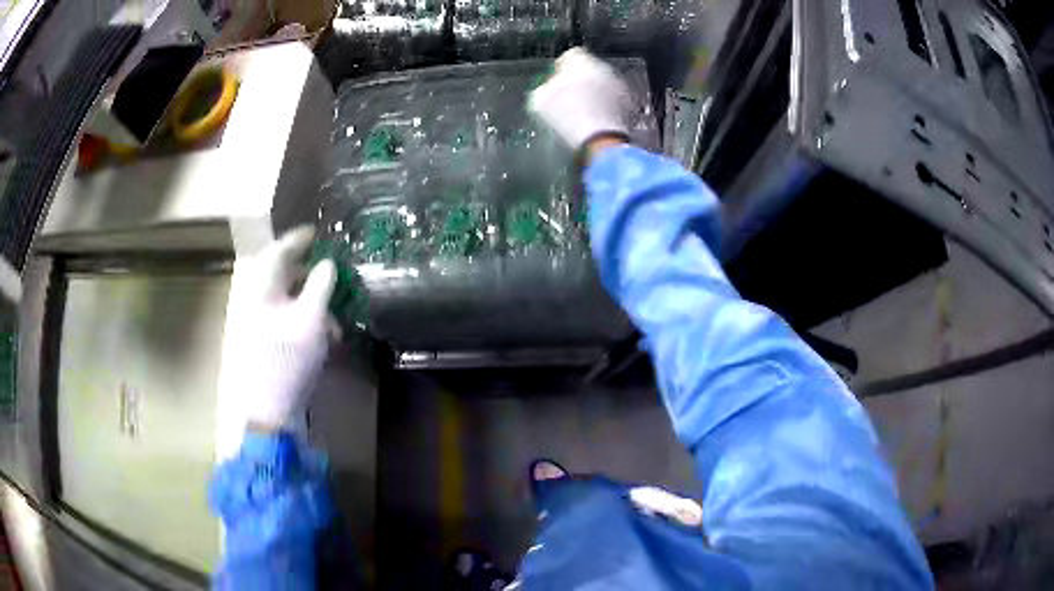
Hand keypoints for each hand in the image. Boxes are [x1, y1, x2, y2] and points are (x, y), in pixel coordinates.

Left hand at [218, 226, 335, 444]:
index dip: (298, 239)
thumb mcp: (311, 320)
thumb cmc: (287, 361)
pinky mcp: (259, 341)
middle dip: (308, 275)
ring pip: (283, 299)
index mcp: (261, 288)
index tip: (316, 232)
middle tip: (330, 277)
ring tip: (332, 320)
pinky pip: (282, 319)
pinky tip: (320, 338)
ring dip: (309, 303)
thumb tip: (328, 263)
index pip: (278, 251)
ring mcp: (254, 322)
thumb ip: (321, 286)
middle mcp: (253, 299)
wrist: (266, 410)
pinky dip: (302, 321)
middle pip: (281, 275)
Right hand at [528, 47, 634, 151]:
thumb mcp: (539, 101)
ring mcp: (620, 85)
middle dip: (581, 80)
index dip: (562, 68)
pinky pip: (614, 100)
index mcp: (580, 61)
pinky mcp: (630, 104)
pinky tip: (597, 121)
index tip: (557, 80)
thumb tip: (546, 88)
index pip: (571, 55)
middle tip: (569, 97)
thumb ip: (544, 88)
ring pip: (604, 84)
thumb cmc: (567, 118)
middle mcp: (603, 68)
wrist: (599, 140)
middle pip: (590, 69)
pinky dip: (607, 107)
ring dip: (595, 93)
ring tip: (583, 112)